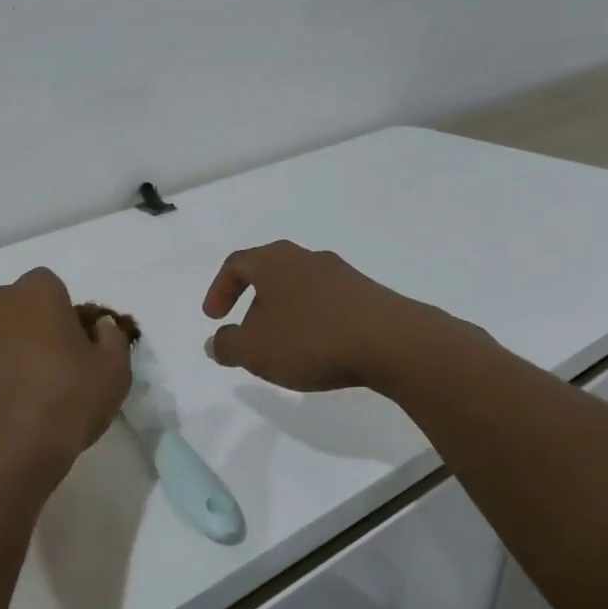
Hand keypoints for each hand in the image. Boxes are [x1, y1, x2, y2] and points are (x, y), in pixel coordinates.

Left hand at [0, 268, 132, 499]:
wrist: (6, 449)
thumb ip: (111, 338)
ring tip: (13, 392)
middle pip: (11, 306)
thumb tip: (100, 326)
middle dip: (24, 326)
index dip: (59, 313)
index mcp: (36, 292)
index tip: (69, 346)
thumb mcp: (115, 372)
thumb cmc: (67, 400)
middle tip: (43, 367)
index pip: (49, 287)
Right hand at [202, 240, 460, 393]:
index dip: (219, 290)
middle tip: (246, 333)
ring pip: (299, 289)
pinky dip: (312, 322)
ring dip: (284, 314)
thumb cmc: (310, 339)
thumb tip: (214, 343)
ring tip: (283, 347)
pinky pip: (327, 303)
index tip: (214, 319)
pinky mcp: (368, 294)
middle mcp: (306, 258)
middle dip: (252, 303)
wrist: (393, 343)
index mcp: (273, 261)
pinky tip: (318, 349)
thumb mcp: (254, 350)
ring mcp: (341, 274)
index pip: (235, 264)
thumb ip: (227, 346)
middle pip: (269, 274)